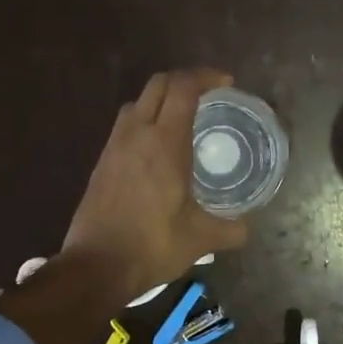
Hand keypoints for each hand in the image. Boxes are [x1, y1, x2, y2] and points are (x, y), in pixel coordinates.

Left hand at [61, 69, 249, 300]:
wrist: (96, 266)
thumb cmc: (152, 246)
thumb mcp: (200, 240)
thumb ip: (230, 229)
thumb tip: (246, 227)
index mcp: (165, 144)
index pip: (183, 89)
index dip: (206, 77)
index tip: (226, 83)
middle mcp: (136, 135)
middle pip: (158, 85)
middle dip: (184, 81)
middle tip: (207, 95)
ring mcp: (114, 147)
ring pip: (136, 103)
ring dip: (160, 100)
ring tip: (182, 119)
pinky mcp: (101, 163)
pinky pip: (125, 126)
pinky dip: (144, 121)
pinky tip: (157, 149)